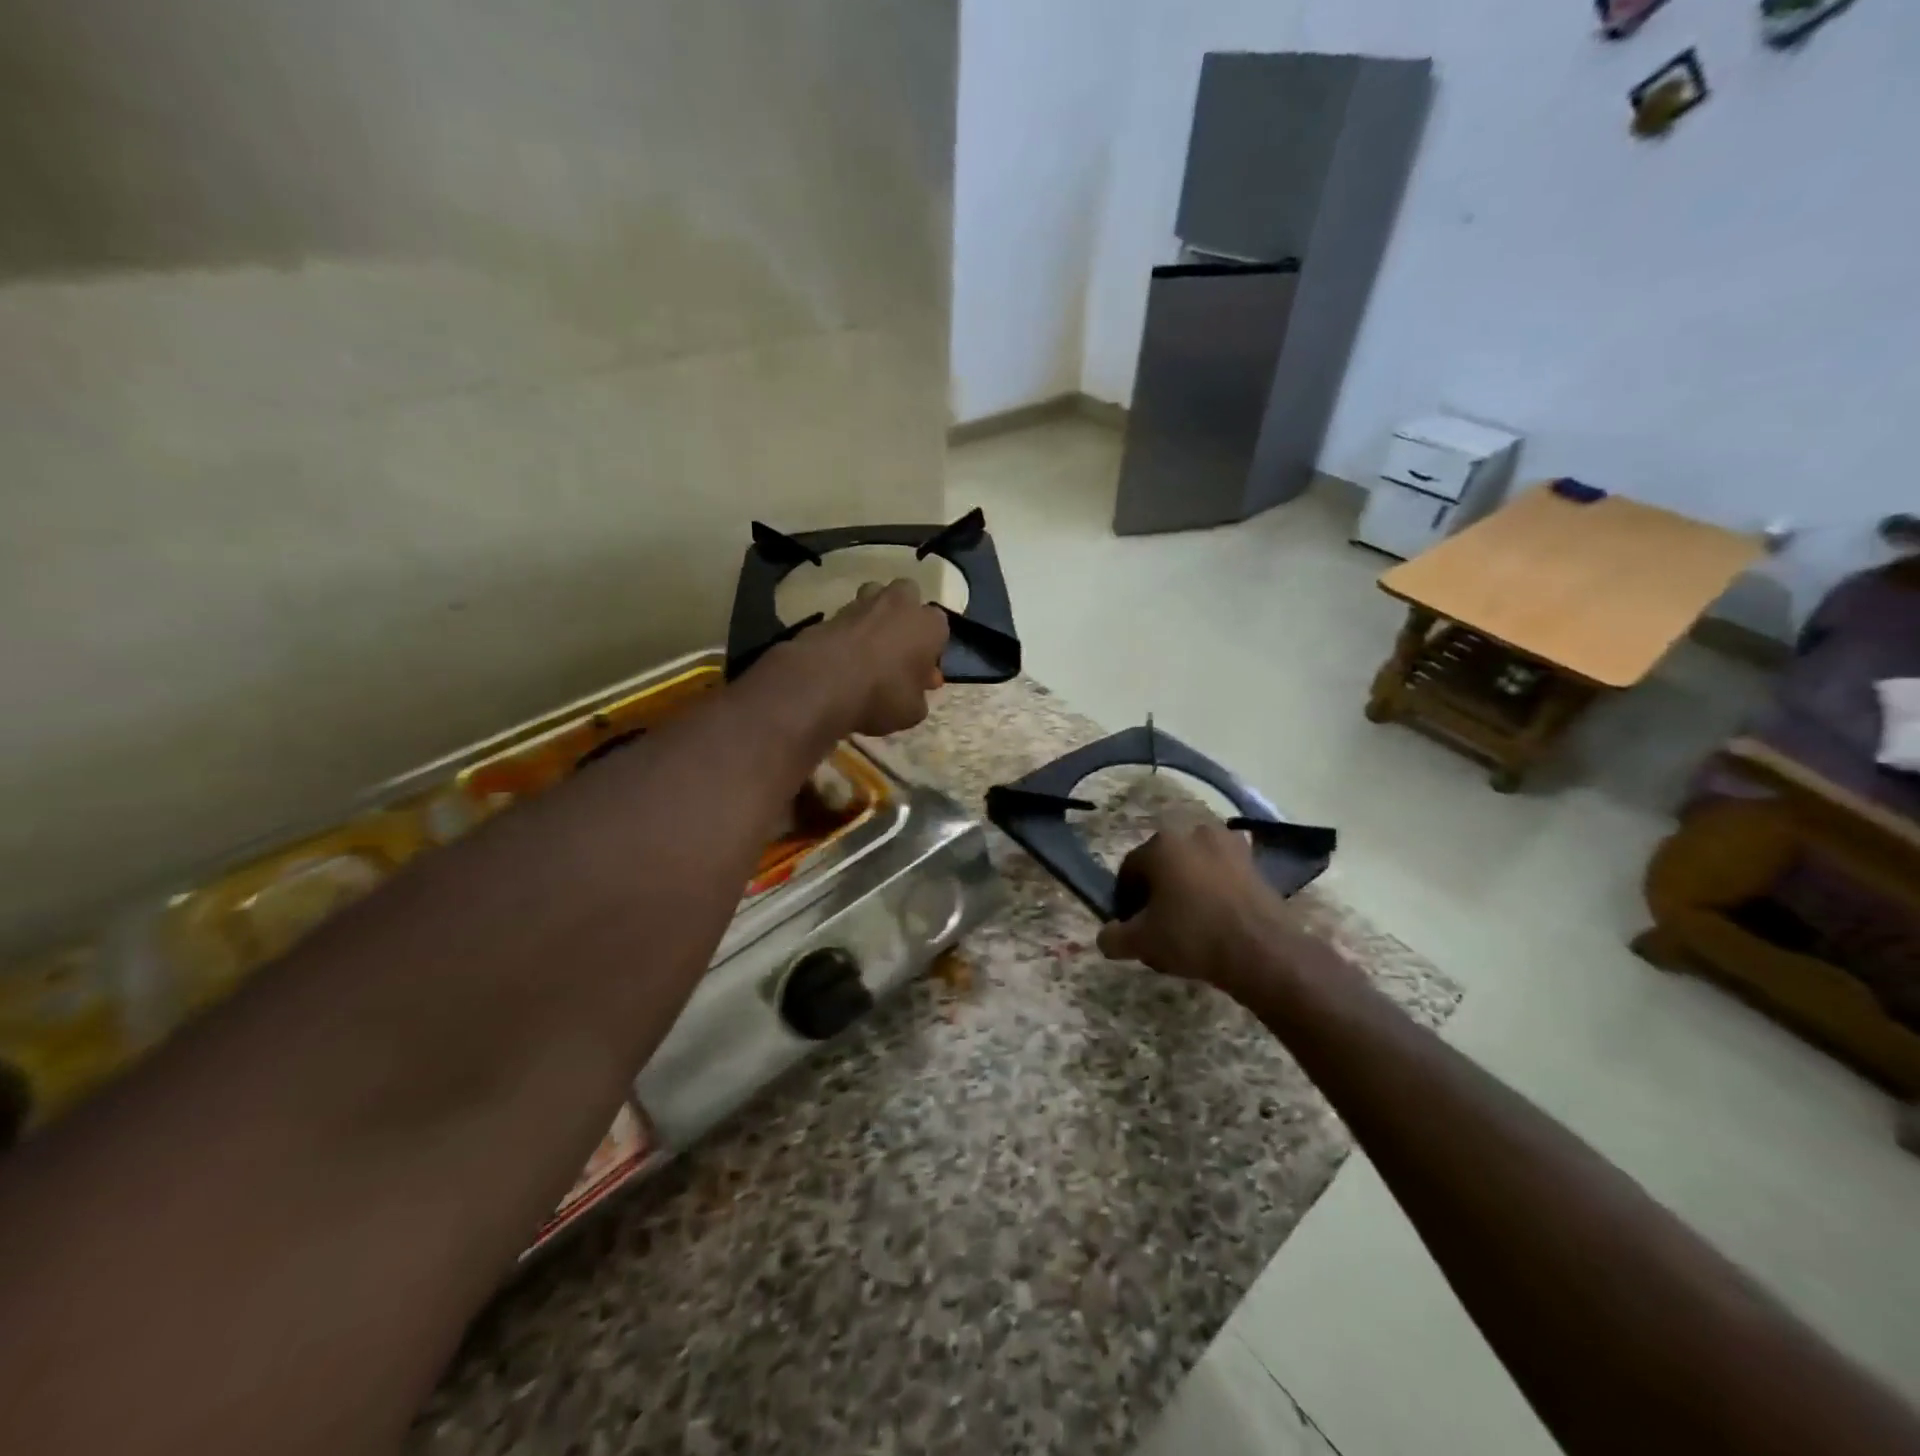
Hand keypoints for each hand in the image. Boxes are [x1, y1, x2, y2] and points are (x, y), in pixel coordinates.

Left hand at [791, 580, 948, 737]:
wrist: (825, 682)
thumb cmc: (883, 694)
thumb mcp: (913, 712)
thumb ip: (918, 697)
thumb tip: (914, 691)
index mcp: (929, 624)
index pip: (940, 628)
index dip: (931, 651)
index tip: (922, 673)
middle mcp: (899, 604)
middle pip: (908, 596)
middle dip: (905, 615)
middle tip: (898, 648)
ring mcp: (862, 604)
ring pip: (874, 597)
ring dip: (875, 616)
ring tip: (869, 647)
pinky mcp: (830, 613)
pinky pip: (846, 619)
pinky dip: (847, 632)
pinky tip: (842, 658)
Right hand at [1096, 818, 1299, 996]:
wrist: (1262, 950)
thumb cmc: (1193, 937)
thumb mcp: (1142, 943)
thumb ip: (1114, 938)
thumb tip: (1105, 937)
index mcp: (1160, 845)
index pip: (1130, 869)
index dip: (1126, 898)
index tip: (1131, 925)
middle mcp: (1193, 833)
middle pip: (1164, 863)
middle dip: (1159, 890)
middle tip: (1160, 924)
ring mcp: (1228, 844)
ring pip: (1195, 866)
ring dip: (1189, 886)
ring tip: (1192, 922)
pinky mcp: (1254, 862)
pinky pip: (1223, 873)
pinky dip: (1216, 889)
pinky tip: (1218, 919)